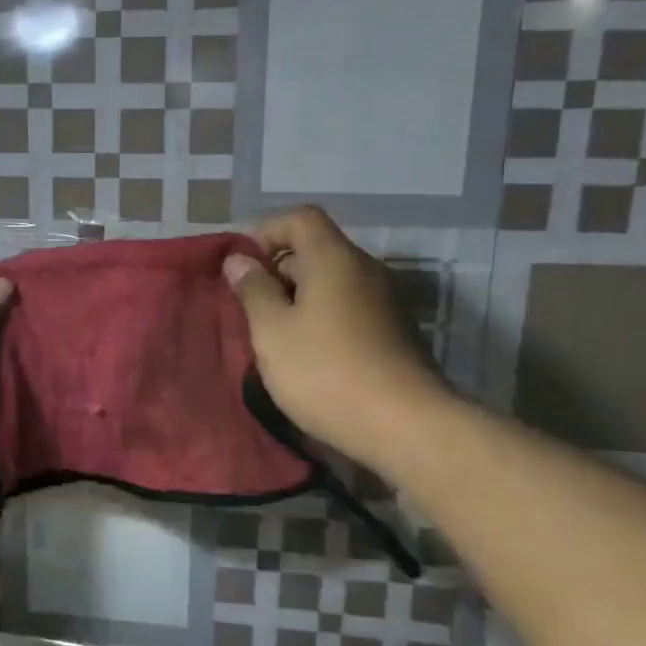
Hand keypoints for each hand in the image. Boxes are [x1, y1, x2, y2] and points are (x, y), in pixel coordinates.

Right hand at [223, 206, 446, 463]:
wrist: (406, 426)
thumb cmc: (326, 371)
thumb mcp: (273, 332)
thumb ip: (253, 290)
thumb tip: (239, 259)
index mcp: (334, 259)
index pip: (301, 218)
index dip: (267, 231)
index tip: (245, 266)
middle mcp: (365, 270)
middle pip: (317, 250)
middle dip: (279, 272)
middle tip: (252, 310)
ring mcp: (386, 302)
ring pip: (333, 284)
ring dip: (300, 300)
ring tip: (276, 337)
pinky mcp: (396, 333)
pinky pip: (350, 309)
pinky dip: (324, 319)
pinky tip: (310, 357)